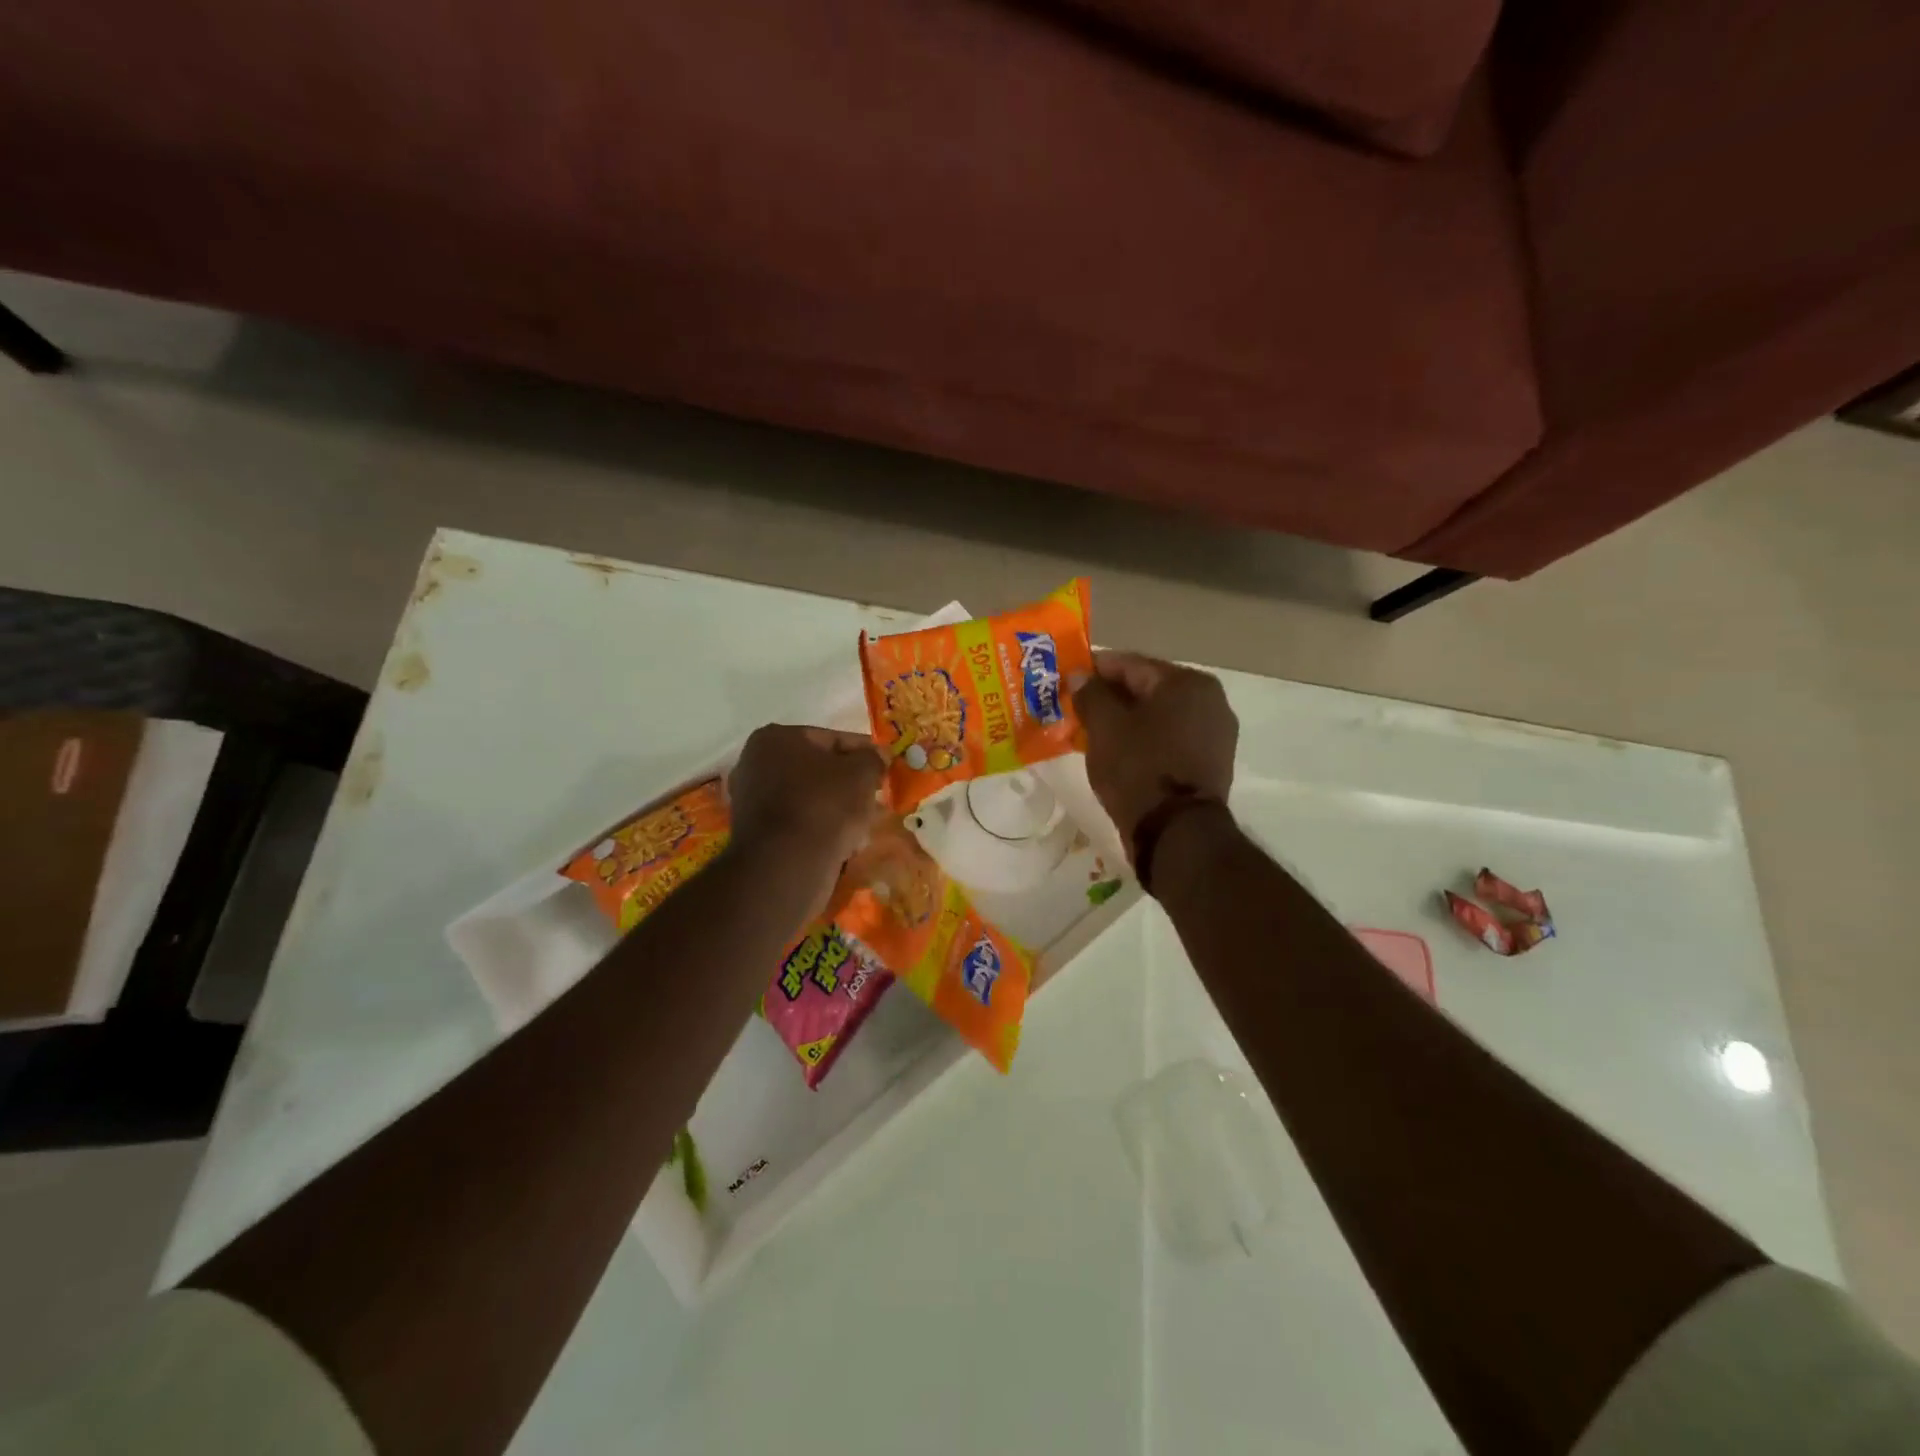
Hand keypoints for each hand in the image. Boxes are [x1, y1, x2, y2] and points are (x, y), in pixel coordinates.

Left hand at [726, 725, 885, 889]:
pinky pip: (798, 822)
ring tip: (863, 825)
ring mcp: (751, 800)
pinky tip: (843, 843)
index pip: (833, 739)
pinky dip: (820, 828)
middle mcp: (755, 763)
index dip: (864, 753)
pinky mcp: (756, 834)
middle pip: (818, 770)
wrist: (786, 866)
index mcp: (776, 738)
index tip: (886, 767)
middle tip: (876, 798)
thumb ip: (873, 759)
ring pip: (809, 798)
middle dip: (849, 784)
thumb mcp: (862, 773)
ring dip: (836, 808)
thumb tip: (877, 757)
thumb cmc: (824, 806)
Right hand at [1071, 652, 1236, 849]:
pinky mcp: (1212, 762)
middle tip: (1077, 708)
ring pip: (1159, 716)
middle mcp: (1210, 700)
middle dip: (1111, 697)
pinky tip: (1120, 752)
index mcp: (1187, 682)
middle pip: (1147, 689)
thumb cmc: (1138, 769)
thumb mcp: (1104, 727)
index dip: (1095, 670)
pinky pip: (1170, 739)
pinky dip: (1145, 740)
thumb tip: (1081, 676)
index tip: (1068, 679)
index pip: (1130, 664)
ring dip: (1127, 720)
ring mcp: (1215, 733)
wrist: (1176, 833)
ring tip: (1093, 732)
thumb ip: (1091, 694)